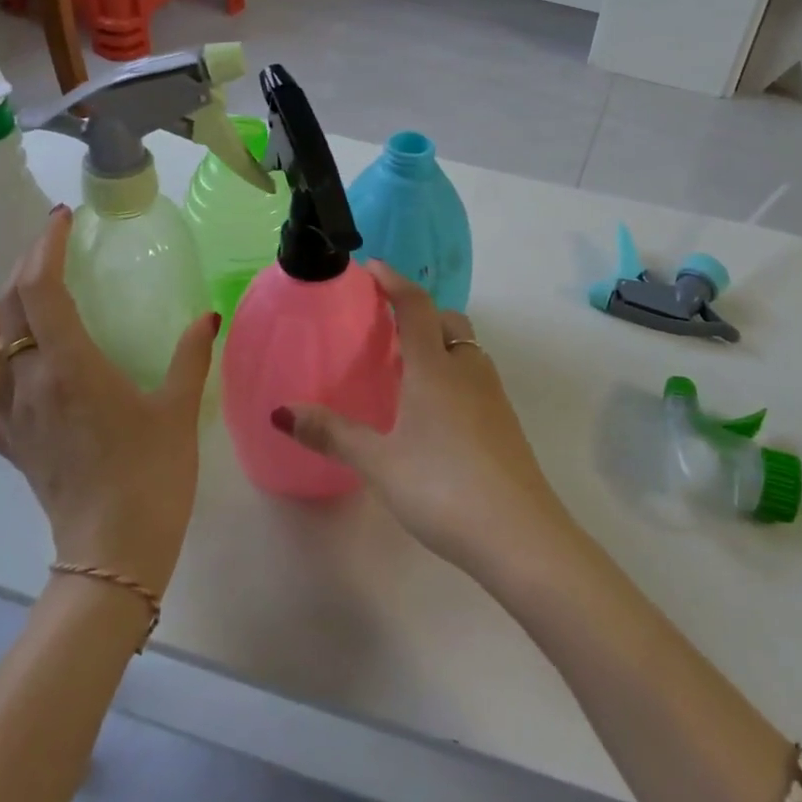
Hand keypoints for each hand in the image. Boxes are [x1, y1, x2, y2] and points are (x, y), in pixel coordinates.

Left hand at [0, 206, 219, 596]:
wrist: (114, 549)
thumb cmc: (152, 472)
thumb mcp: (178, 406)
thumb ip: (190, 355)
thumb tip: (206, 316)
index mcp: (69, 367)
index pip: (39, 291)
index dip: (45, 248)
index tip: (63, 220)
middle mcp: (28, 384)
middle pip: (7, 309)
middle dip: (26, 266)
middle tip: (54, 246)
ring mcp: (10, 416)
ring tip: (21, 297)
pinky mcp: (6, 443)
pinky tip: (3, 362)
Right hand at [279, 262, 567, 574]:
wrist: (519, 534)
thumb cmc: (442, 487)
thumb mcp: (379, 462)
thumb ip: (332, 433)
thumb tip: (281, 412)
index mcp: (435, 367)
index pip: (416, 305)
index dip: (393, 281)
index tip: (372, 267)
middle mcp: (467, 370)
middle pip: (447, 322)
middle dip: (419, 312)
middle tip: (387, 325)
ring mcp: (493, 396)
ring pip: (465, 351)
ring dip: (439, 345)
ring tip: (406, 368)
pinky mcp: (505, 422)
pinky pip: (475, 378)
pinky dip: (452, 374)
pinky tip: (433, 411)